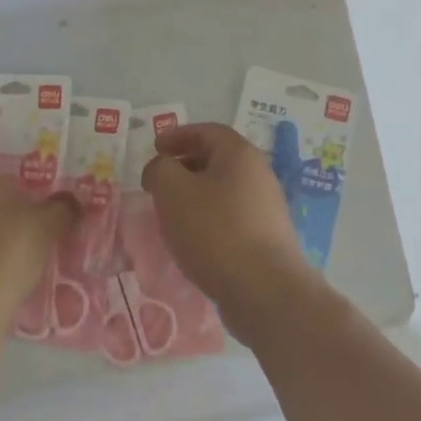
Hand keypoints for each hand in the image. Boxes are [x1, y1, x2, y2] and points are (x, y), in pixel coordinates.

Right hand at [142, 122, 319, 330]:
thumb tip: (161, 168)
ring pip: (223, 191)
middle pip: (217, 160)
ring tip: (169, 213)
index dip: (177, 136)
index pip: (207, 131)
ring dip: (195, 196)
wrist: (263, 289)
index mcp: (240, 154)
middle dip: (184, 167)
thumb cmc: (215, 230)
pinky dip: (208, 219)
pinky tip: (192, 240)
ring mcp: (266, 208)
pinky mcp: (266, 238)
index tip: (154, 149)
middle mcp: (259, 174)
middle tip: (158, 182)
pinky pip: (231, 217)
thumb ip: (160, 169)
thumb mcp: (173, 191)